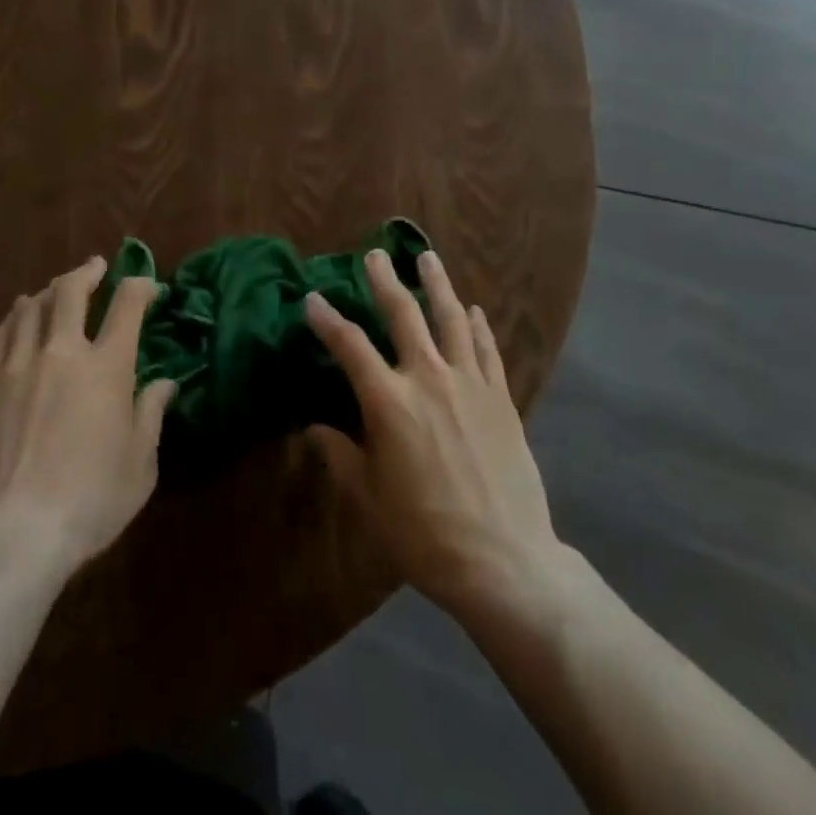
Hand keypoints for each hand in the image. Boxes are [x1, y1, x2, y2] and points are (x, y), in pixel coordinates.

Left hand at [0, 259, 174, 577]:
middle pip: (71, 291)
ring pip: (31, 308)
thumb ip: (151, 415)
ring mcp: (17, 366)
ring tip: (56, 290)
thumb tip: (165, 383)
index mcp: (107, 367)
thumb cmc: (89, 502)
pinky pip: (1, 335)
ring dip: (49, 291)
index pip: (127, 304)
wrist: (10, 535)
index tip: (148, 288)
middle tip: (96, 268)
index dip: (141, 286)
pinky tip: (19, 317)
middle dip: (88, 272)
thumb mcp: (139, 465)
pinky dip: (16, 317)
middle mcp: (62, 352)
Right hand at [306, 250, 563, 620]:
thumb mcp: (369, 498)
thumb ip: (340, 455)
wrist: (504, 560)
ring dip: (437, 284)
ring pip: (451, 318)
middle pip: (403, 314)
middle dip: (385, 280)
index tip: (312, 299)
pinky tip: (474, 310)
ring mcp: (469, 383)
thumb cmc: (424, 533)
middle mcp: (428, 377)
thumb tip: (313, 429)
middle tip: (375, 255)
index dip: (326, 320)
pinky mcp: (501, 397)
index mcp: (389, 401)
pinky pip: (487, 348)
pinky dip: (479, 325)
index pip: (349, 346)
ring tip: (428, 258)